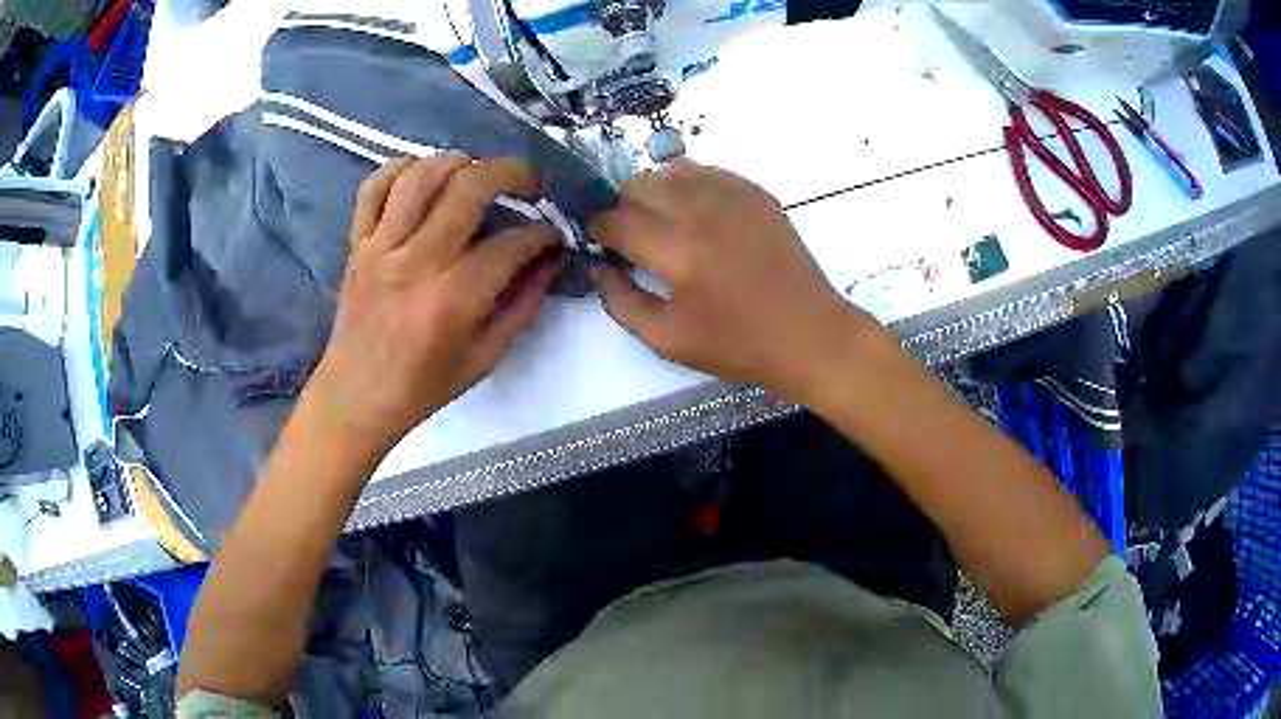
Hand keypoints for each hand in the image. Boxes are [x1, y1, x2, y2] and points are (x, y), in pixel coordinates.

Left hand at [306, 156, 563, 456]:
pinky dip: (400, 169)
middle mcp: (416, 262)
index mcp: (453, 299)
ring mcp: (380, 247)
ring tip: (478, 173)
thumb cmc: (423, 386)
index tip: (553, 236)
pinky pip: (374, 188)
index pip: (511, 243)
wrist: (356, 397)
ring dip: (460, 161)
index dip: (543, 233)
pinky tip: (423, 175)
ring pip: (422, 175)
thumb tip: (551, 260)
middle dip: (513, 173)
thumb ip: (523, 305)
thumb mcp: (485, 357)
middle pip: (469, 187)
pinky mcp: (357, 243)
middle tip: (530, 184)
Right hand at [590, 160, 878, 400]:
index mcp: (677, 251)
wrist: (808, 335)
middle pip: (639, 185)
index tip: (598, 240)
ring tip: (660, 219)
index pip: (616, 220)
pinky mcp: (756, 193)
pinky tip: (695, 211)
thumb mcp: (668, 339)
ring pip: (672, 171)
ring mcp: (733, 196)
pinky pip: (708, 172)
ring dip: (654, 190)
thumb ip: (621, 302)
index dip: (597, 228)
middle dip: (622, 206)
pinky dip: (689, 184)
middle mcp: (701, 211)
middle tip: (628, 233)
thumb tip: (597, 267)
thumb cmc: (738, 345)